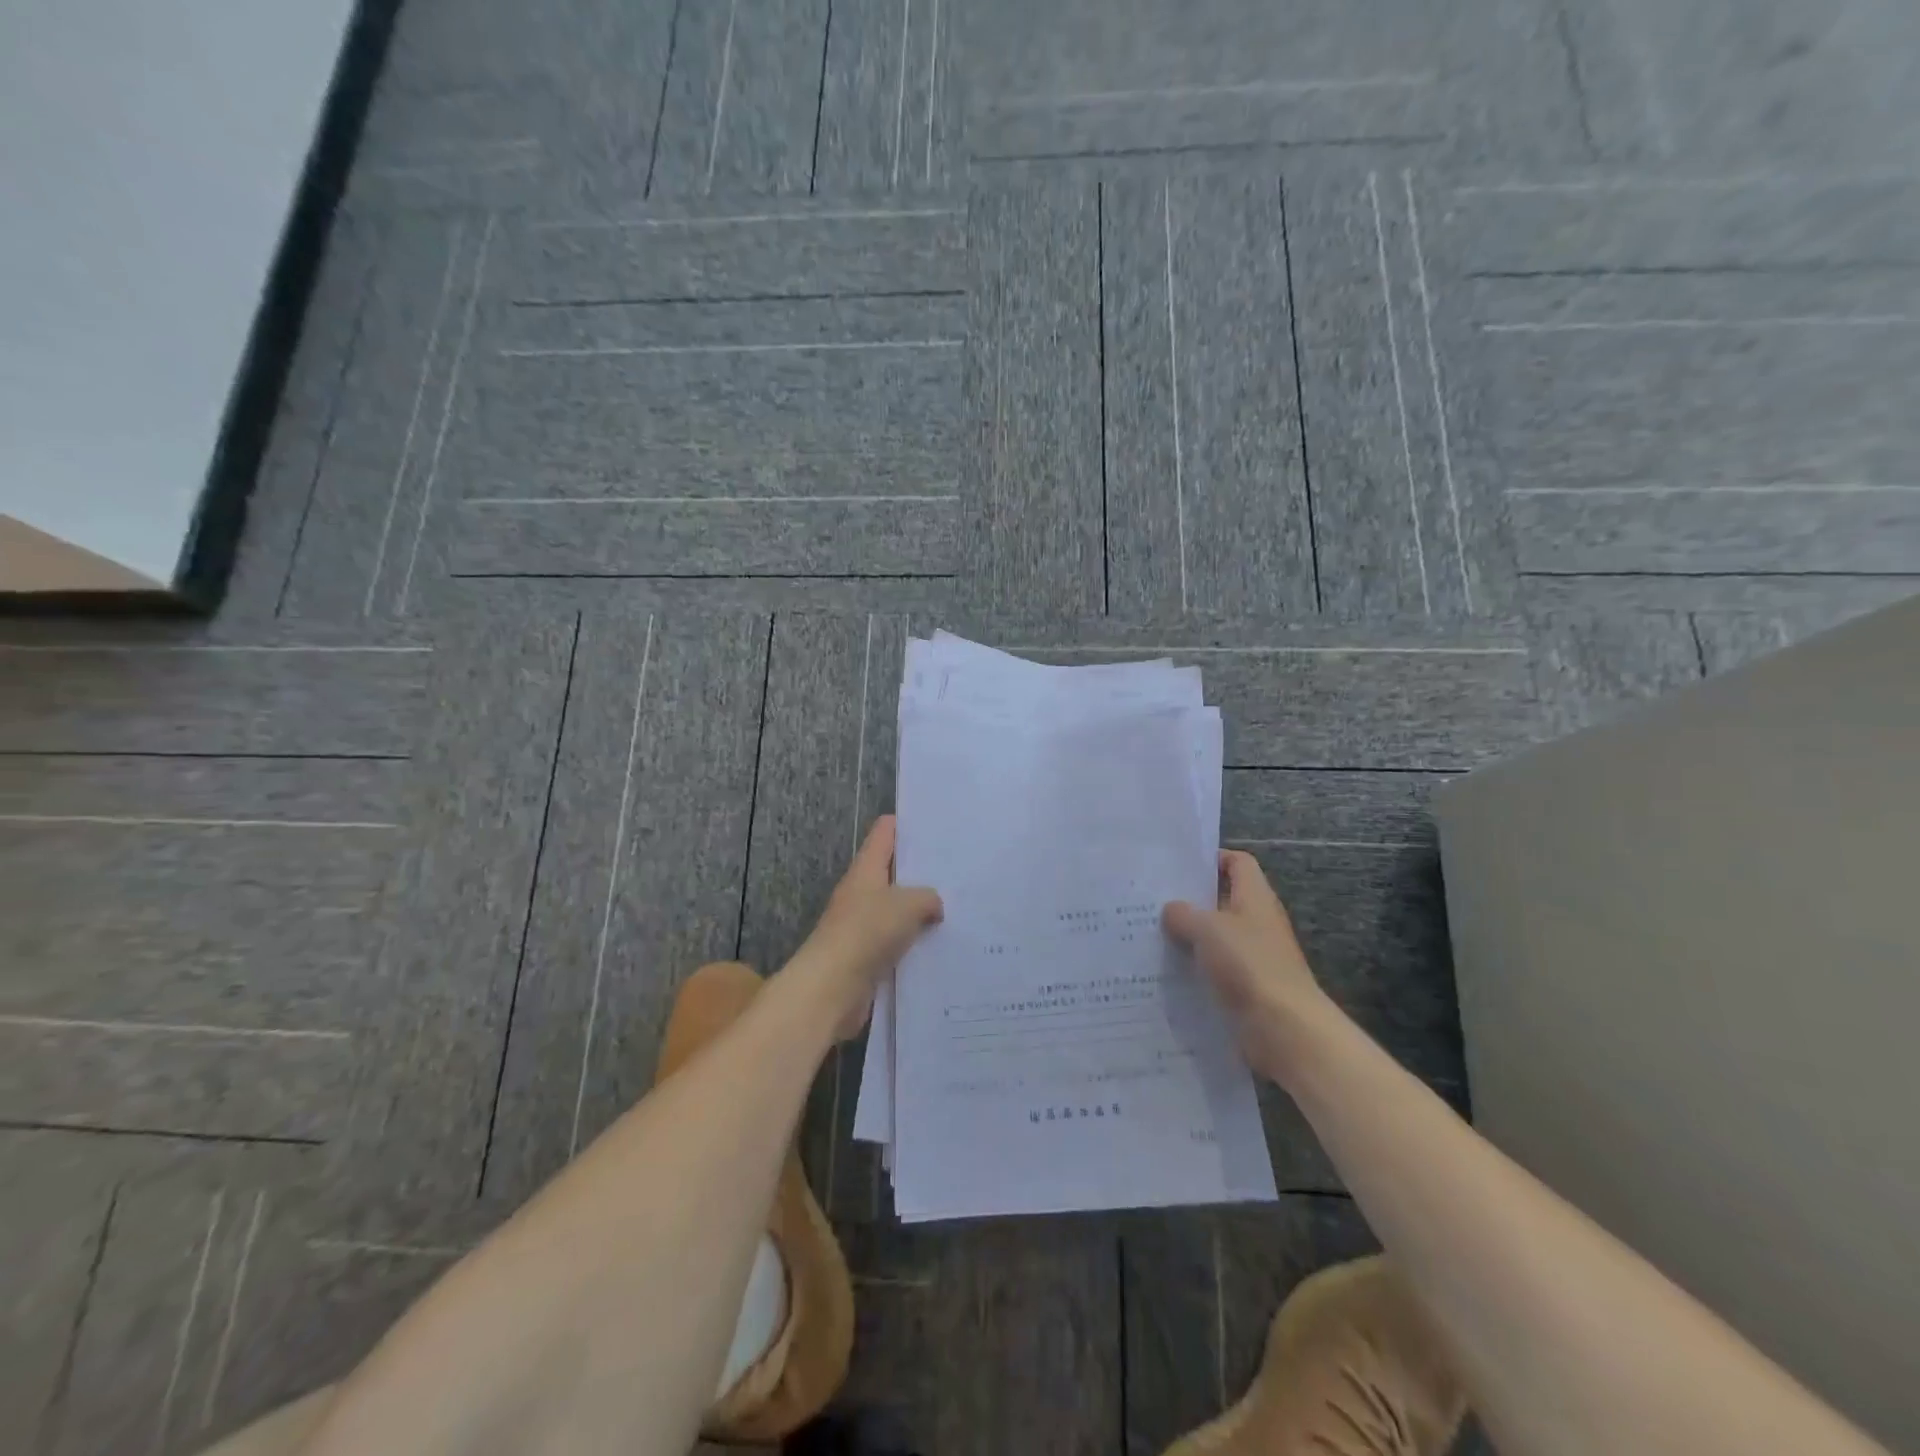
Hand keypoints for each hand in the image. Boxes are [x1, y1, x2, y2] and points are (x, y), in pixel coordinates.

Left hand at [791, 816, 941, 1039]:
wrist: (831, 989)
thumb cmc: (866, 933)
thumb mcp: (908, 905)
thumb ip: (928, 897)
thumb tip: (934, 905)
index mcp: (866, 869)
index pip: (885, 833)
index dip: (907, 824)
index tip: (937, 825)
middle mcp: (862, 893)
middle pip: (893, 872)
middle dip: (923, 871)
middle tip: (959, 869)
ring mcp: (863, 926)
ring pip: (898, 910)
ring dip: (922, 911)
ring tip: (960, 907)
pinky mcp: (868, 957)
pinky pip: (899, 942)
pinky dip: (917, 942)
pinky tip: (943, 945)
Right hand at [1163, 850, 1331, 1075]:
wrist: (1285, 1028)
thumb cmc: (1249, 964)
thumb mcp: (1208, 928)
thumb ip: (1184, 913)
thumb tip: (1171, 910)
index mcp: (1255, 897)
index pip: (1238, 863)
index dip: (1212, 858)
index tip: (1178, 866)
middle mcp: (1257, 922)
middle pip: (1223, 900)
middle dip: (1190, 900)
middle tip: (1151, 900)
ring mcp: (1253, 956)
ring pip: (1215, 937)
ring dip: (1188, 936)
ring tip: (1149, 934)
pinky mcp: (1246, 987)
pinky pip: (1214, 969)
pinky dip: (1193, 968)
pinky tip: (1165, 971)